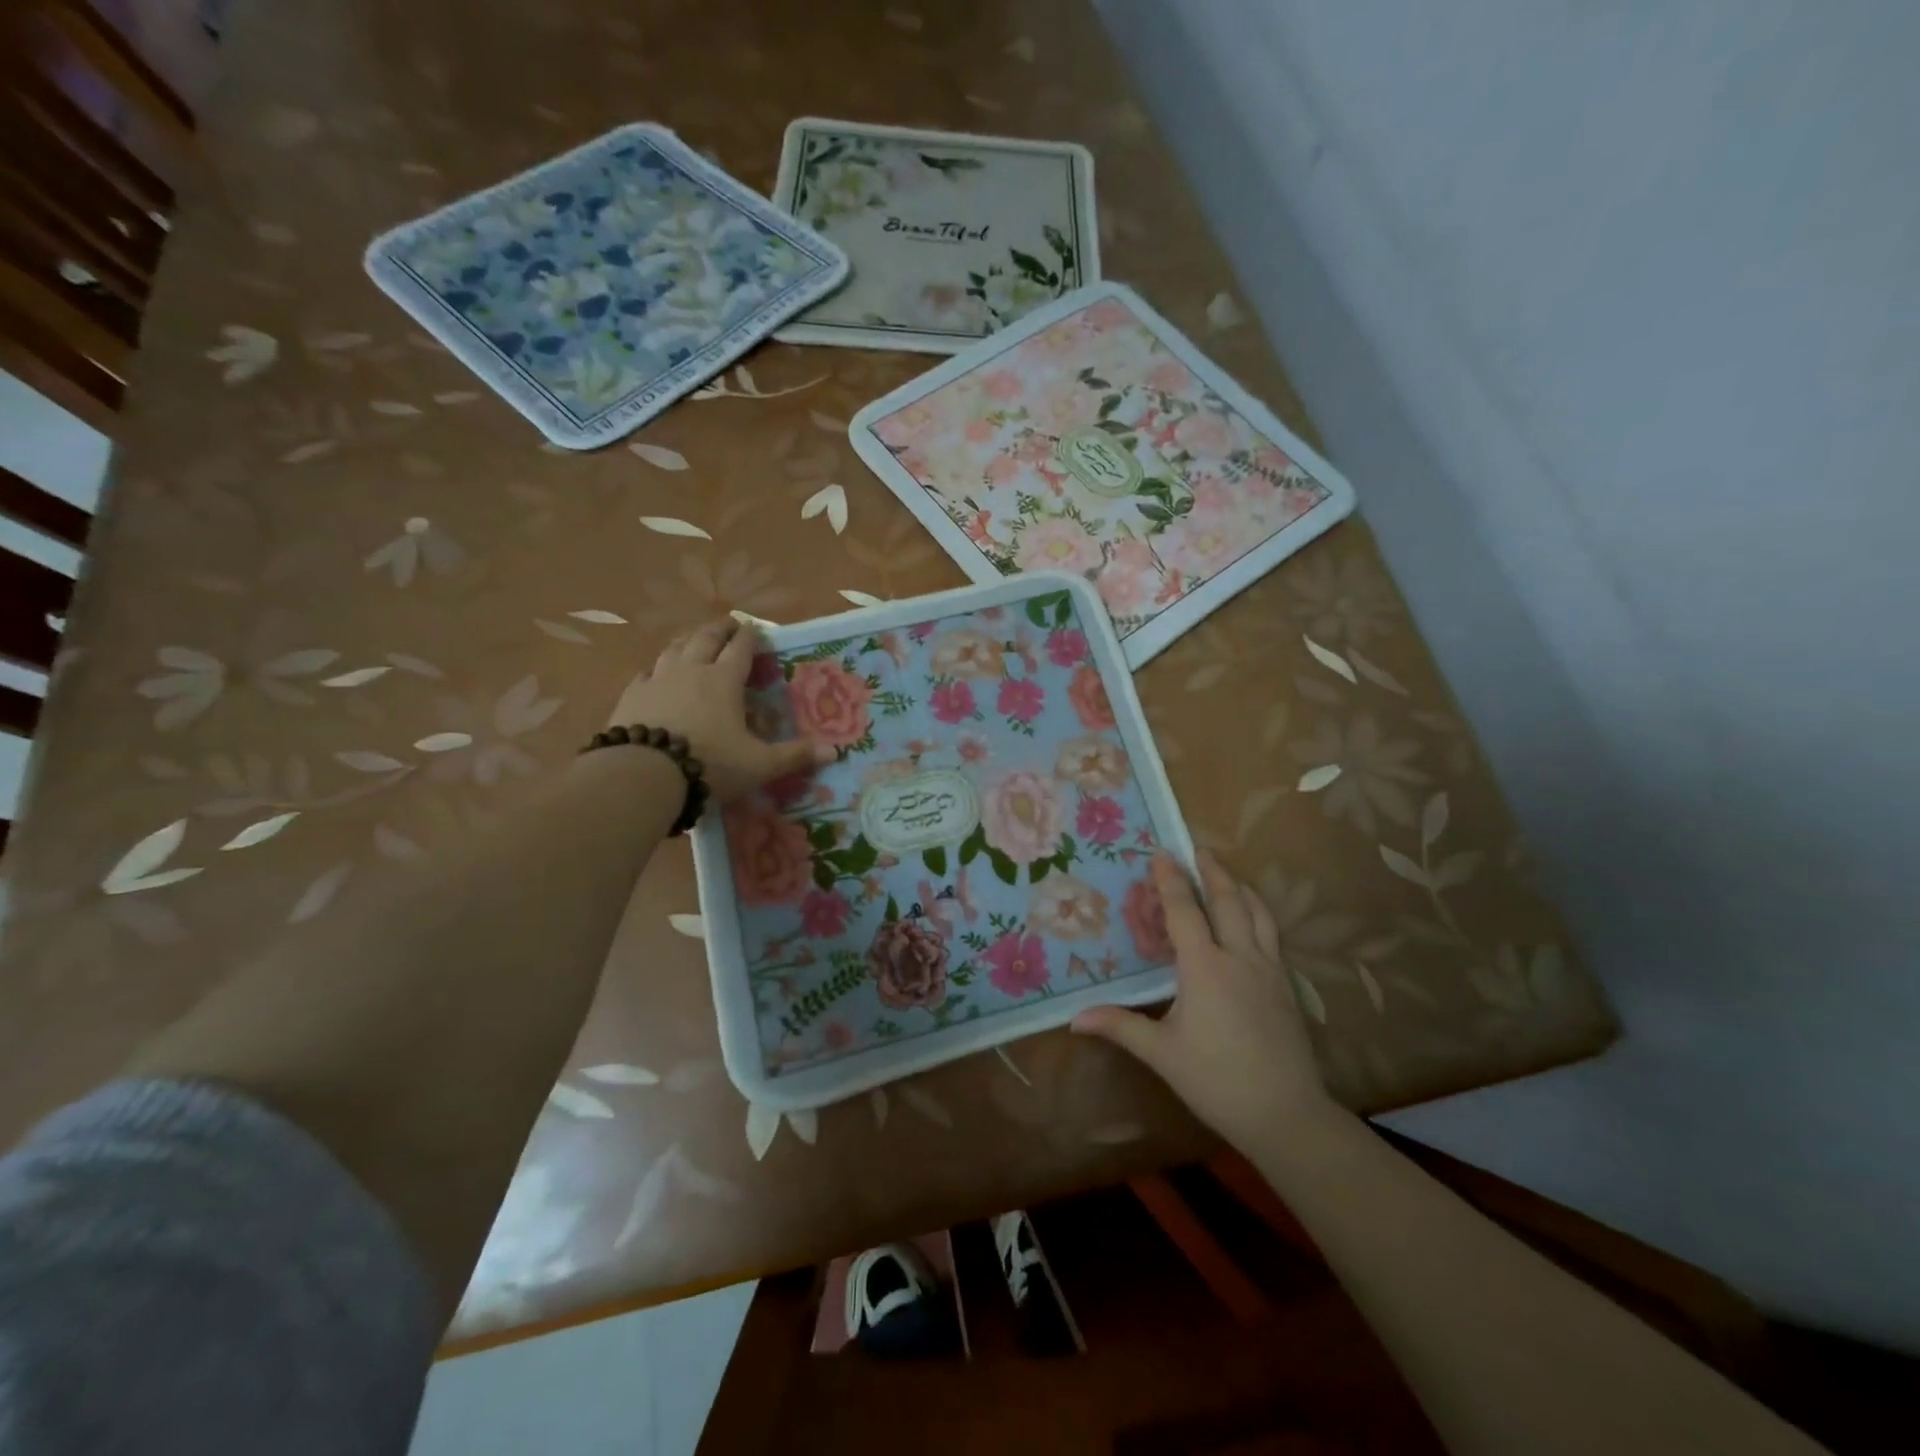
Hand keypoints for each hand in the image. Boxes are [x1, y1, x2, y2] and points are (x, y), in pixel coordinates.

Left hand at [604, 617, 832, 804]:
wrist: (644, 774)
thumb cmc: (710, 764)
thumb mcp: (760, 765)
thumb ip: (794, 756)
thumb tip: (834, 752)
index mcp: (724, 680)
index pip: (741, 648)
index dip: (750, 636)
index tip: (756, 629)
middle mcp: (691, 670)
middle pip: (706, 638)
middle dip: (720, 629)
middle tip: (729, 624)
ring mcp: (657, 680)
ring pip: (674, 648)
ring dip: (688, 640)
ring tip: (694, 638)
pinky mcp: (631, 696)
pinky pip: (645, 673)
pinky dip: (656, 668)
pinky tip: (654, 673)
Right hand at [1072, 850, 1337, 1150]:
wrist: (1286, 1114)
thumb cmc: (1216, 1081)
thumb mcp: (1162, 1054)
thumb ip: (1120, 1026)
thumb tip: (1074, 1019)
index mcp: (1205, 968)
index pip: (1184, 911)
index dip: (1170, 880)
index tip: (1161, 853)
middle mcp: (1240, 957)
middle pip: (1228, 901)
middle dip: (1212, 871)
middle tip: (1199, 849)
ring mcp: (1269, 970)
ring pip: (1258, 914)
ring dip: (1240, 888)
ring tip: (1229, 875)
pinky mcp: (1287, 987)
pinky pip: (1273, 935)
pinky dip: (1260, 914)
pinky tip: (1254, 922)